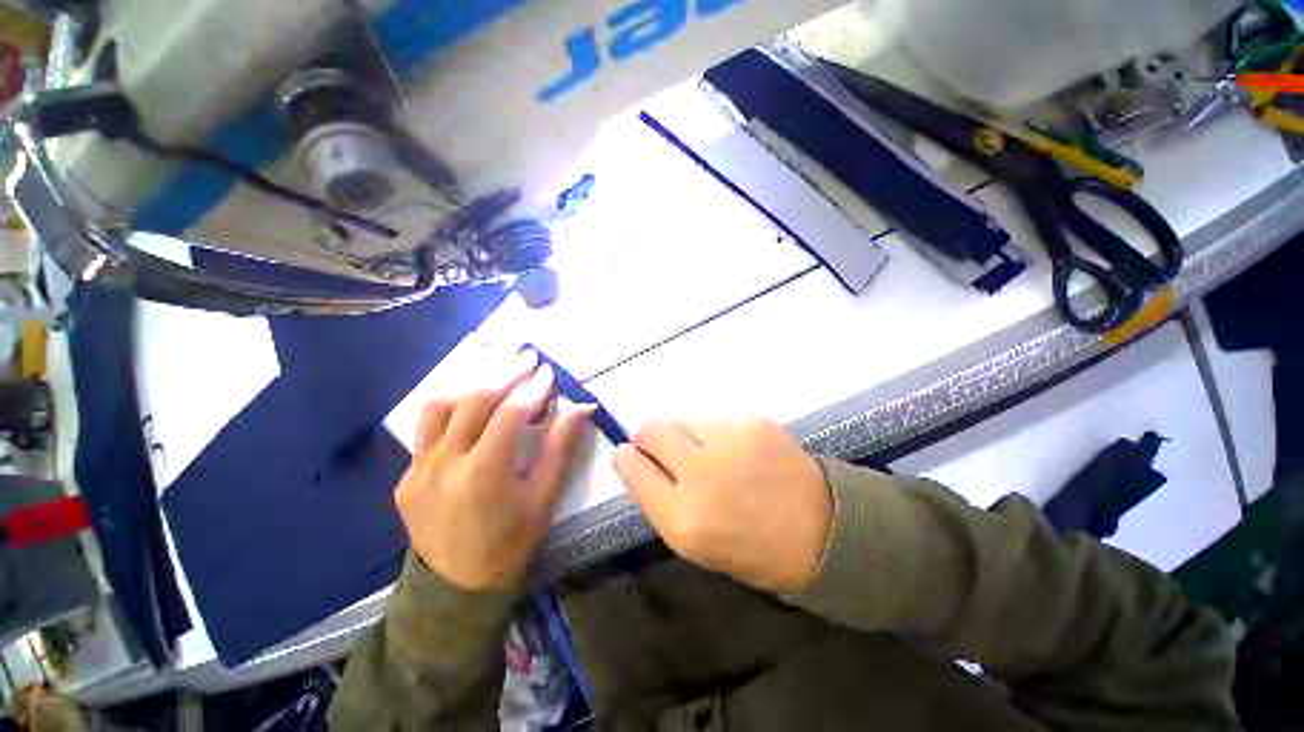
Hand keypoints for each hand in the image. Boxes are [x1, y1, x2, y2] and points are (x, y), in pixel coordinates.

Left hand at [395, 353, 593, 590]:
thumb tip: (580, 407)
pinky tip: (472, 406)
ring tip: (498, 376)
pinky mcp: (406, 474)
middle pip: (474, 401)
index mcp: (484, 475)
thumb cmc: (512, 542)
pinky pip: (427, 428)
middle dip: (505, 374)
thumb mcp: (544, 496)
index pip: (511, 414)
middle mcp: (444, 465)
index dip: (534, 389)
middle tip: (527, 358)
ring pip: (440, 406)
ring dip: (472, 384)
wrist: (457, 587)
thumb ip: (560, 446)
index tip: (550, 373)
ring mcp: (417, 469)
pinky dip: (453, 407)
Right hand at [613, 418, 832, 593]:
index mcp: (682, 519)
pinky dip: (713, 430)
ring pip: (681, 417)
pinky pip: (713, 417)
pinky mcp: (752, 422)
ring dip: (684, 433)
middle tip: (669, 450)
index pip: (632, 467)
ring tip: (710, 453)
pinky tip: (734, 449)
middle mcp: (700, 474)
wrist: (823, 531)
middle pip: (651, 429)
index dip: (627, 458)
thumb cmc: (753, 548)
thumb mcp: (694, 543)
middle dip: (649, 437)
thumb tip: (635, 459)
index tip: (631, 455)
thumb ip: (659, 499)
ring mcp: (729, 442)